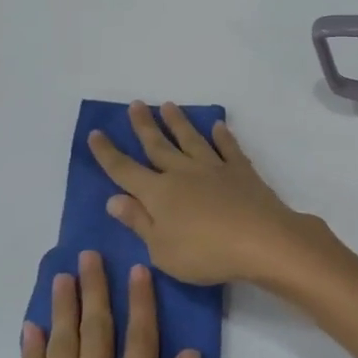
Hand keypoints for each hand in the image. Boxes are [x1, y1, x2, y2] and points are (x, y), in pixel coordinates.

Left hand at [0, 251, 201, 357]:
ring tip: (62, 277)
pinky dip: (30, 352)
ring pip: (60, 350)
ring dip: (63, 310)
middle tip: (89, 256)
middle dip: (95, 292)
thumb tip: (187, 355)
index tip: (137, 269)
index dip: (141, 303)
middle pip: (95, 335)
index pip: (141, 342)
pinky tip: (31, 329)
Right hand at [89, 101, 331, 286]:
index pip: (125, 170)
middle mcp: (183, 173)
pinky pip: (229, 148)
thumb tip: (114, 199)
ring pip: (191, 139)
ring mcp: (214, 168)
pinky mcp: (242, 172)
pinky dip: (223, 136)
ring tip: (168, 106)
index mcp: (158, 193)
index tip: (95, 133)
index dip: (108, 153)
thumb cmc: (205, 253)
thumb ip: (139, 222)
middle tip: (135, 104)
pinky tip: (218, 126)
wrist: (262, 241)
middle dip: (144, 125)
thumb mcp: (161, 249)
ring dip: (178, 123)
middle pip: (158, 146)